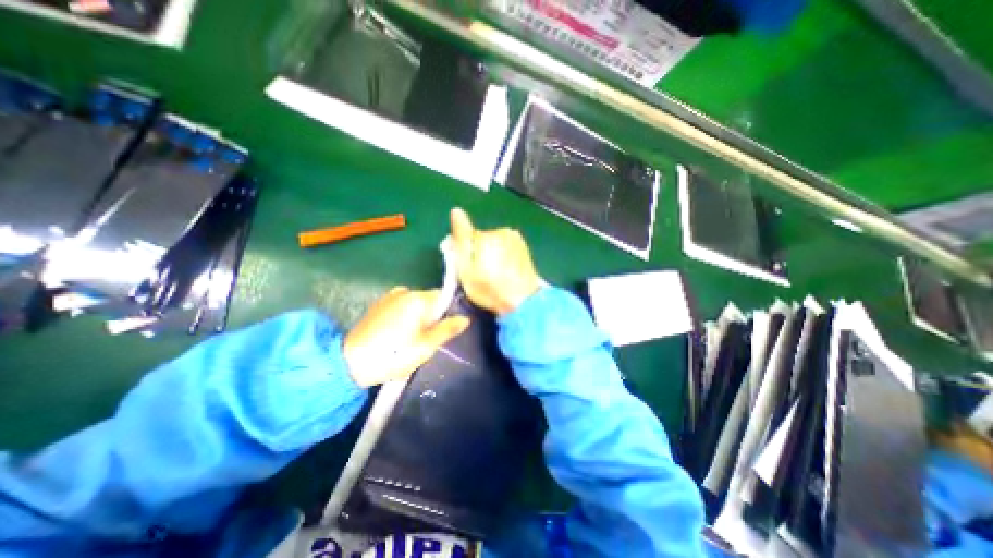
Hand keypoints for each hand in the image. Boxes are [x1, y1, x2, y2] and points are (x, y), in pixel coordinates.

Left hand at [343, 288, 469, 388]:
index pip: (443, 296)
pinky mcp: (378, 305)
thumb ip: (448, 329)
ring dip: (417, 319)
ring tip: (408, 342)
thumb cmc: (394, 354)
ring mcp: (389, 297)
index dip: (447, 313)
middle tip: (425, 341)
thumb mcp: (427, 346)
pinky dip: (404, 319)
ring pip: (415, 306)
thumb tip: (466, 318)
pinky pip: (400, 308)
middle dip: (431, 317)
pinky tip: (395, 337)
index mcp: (418, 298)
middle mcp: (405, 291)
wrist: (349, 363)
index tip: (442, 330)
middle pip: (429, 301)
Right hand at [450, 208, 541, 316]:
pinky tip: (505, 271)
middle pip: (480, 239)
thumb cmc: (491, 289)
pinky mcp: (523, 246)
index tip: (467, 268)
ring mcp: (515, 238)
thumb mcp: (467, 269)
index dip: (463, 252)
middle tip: (481, 275)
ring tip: (495, 275)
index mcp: (486, 236)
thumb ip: (461, 239)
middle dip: (477, 252)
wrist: (523, 301)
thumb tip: (456, 211)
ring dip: (491, 254)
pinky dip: (503, 256)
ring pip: (493, 243)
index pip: (466, 237)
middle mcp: (501, 231)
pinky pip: (505, 247)